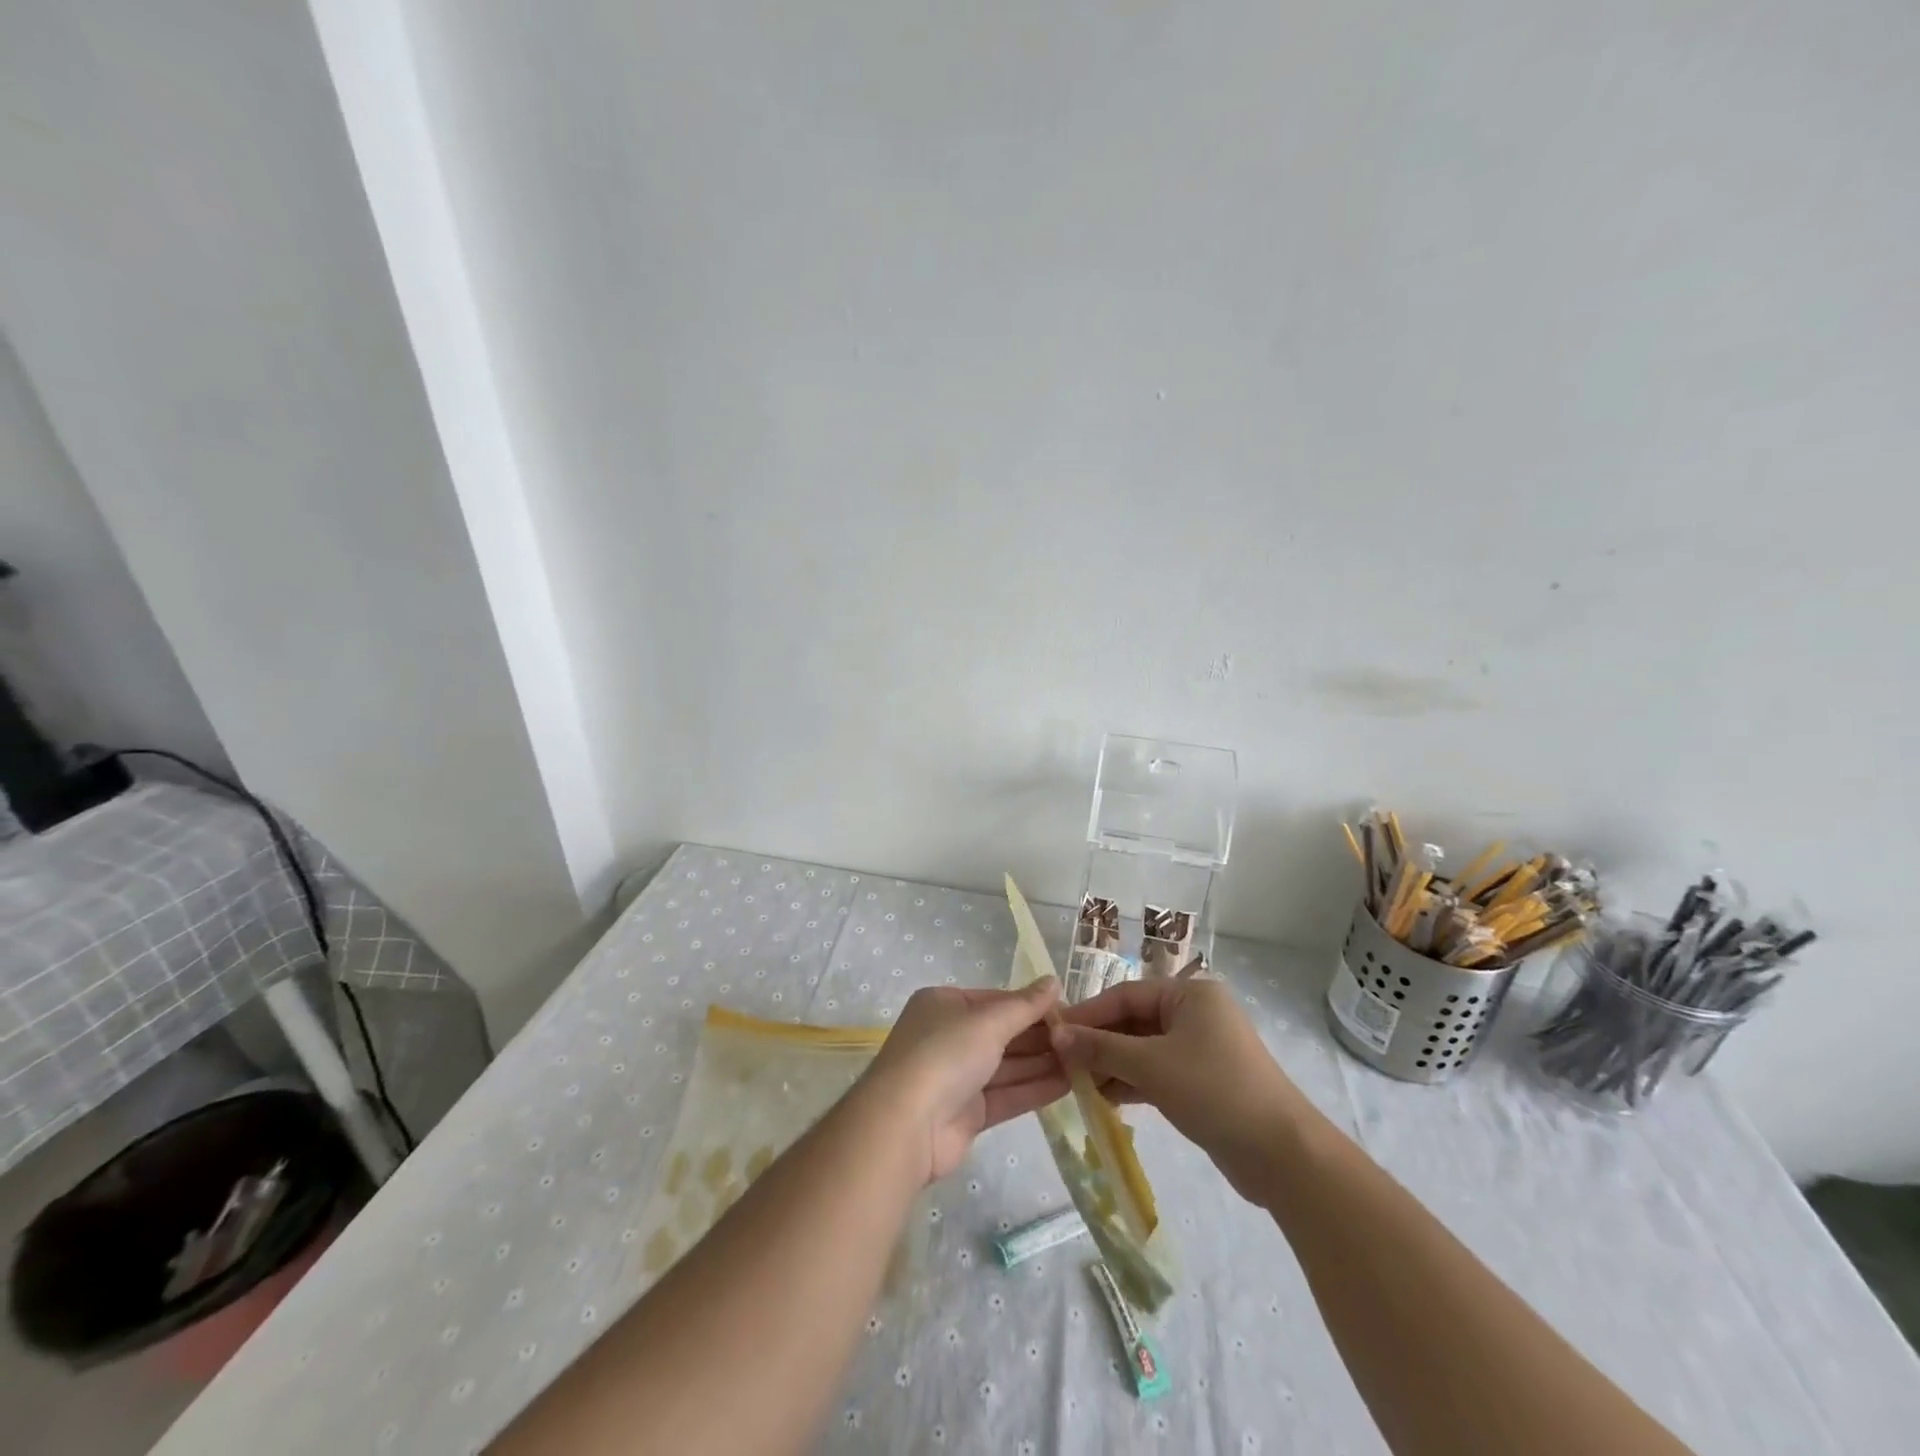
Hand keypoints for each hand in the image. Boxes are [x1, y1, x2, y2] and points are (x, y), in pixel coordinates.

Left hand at [860, 978, 1067, 1184]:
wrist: (905, 1124)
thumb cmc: (945, 1054)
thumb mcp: (988, 1020)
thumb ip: (1025, 1005)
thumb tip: (1054, 981)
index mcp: (944, 1005)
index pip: (995, 1000)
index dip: (1031, 1005)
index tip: (1069, 1010)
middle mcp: (948, 1037)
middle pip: (1002, 1034)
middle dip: (1040, 1037)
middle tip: (1084, 1038)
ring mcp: (956, 1077)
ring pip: (1006, 1066)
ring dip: (1043, 1064)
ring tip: (1086, 1061)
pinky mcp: (966, 1114)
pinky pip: (1006, 1095)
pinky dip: (1034, 1089)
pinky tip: (1069, 1084)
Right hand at [1052, 977, 1303, 1200]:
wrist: (1282, 1155)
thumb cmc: (1214, 1090)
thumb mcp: (1150, 1065)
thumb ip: (1101, 1047)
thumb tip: (1056, 1034)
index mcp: (1190, 993)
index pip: (1125, 995)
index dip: (1088, 1014)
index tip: (1053, 1033)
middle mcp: (1196, 1013)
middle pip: (1134, 1021)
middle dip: (1099, 1042)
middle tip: (1061, 1062)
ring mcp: (1202, 1049)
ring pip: (1144, 1049)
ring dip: (1112, 1065)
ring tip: (1076, 1083)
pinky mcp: (1204, 1082)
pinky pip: (1157, 1072)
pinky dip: (1132, 1082)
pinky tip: (1104, 1098)